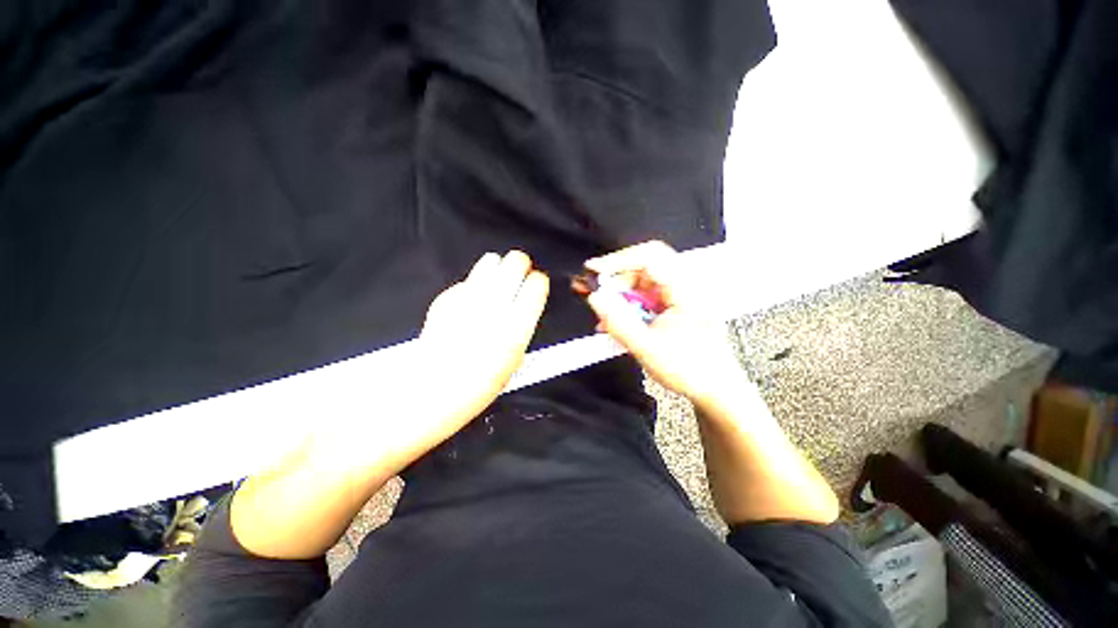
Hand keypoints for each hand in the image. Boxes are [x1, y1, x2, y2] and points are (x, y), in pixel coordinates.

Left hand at [416, 250, 549, 433]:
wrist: (435, 388)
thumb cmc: (480, 382)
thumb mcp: (515, 359)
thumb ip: (522, 326)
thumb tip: (526, 304)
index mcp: (517, 326)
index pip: (537, 284)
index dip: (539, 281)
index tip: (537, 283)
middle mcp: (495, 306)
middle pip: (515, 262)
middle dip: (521, 265)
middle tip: (519, 274)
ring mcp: (469, 298)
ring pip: (490, 261)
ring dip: (498, 268)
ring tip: (497, 282)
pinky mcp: (447, 297)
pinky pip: (468, 280)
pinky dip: (474, 285)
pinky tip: (472, 301)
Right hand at [585, 241, 739, 404]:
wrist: (714, 386)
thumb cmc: (689, 370)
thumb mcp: (647, 348)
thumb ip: (618, 322)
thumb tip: (595, 297)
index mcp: (686, 291)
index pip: (650, 257)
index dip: (618, 260)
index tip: (593, 271)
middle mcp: (686, 284)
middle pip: (644, 265)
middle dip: (617, 280)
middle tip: (597, 295)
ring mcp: (681, 292)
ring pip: (642, 280)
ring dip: (621, 294)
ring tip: (606, 316)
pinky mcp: (675, 302)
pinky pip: (646, 293)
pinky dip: (629, 304)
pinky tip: (619, 320)